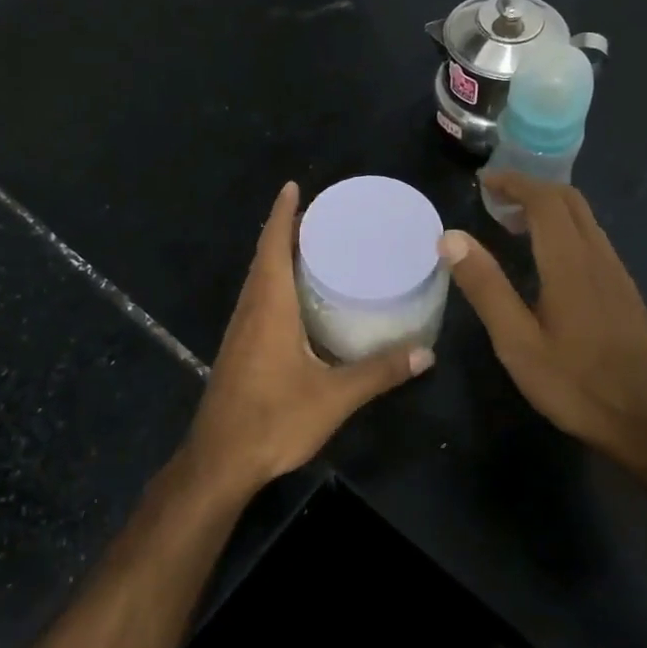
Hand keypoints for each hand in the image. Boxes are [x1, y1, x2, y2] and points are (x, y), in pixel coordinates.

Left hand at [185, 181, 433, 497]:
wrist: (220, 460)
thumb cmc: (273, 419)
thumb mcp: (334, 396)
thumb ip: (379, 372)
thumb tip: (426, 353)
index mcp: (269, 306)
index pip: (273, 245)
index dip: (282, 213)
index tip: (294, 187)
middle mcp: (251, 308)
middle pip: (264, 256)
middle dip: (287, 230)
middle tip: (322, 217)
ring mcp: (240, 329)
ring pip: (258, 279)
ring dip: (279, 256)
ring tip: (314, 248)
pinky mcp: (239, 348)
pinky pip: (258, 300)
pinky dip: (275, 283)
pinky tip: (297, 299)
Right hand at [441, 173, 646, 477]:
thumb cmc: (576, 384)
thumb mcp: (517, 342)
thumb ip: (486, 286)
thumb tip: (451, 237)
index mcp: (570, 262)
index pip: (544, 200)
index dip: (513, 183)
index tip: (483, 182)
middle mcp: (598, 256)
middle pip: (569, 200)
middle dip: (531, 188)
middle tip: (494, 200)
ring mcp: (616, 273)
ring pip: (584, 219)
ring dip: (548, 208)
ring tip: (511, 224)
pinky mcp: (624, 291)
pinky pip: (592, 239)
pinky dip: (563, 229)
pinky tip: (546, 259)